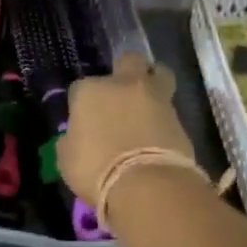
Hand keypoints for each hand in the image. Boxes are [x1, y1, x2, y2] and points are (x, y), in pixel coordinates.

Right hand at [59, 53, 195, 207]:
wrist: (146, 185)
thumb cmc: (95, 169)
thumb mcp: (67, 159)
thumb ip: (72, 140)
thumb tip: (76, 137)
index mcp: (90, 91)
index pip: (81, 87)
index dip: (83, 103)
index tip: (84, 120)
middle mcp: (123, 85)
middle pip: (128, 61)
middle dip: (125, 71)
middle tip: (121, 94)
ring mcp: (155, 97)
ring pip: (158, 75)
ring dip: (153, 86)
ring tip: (147, 106)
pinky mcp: (179, 116)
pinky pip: (169, 107)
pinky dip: (163, 116)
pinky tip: (158, 132)